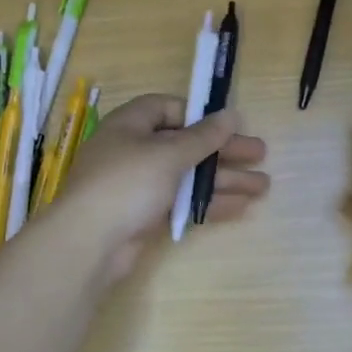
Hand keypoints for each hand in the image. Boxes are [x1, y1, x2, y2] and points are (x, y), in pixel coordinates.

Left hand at [58, 94, 269, 280]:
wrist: (89, 243)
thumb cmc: (128, 183)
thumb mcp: (169, 154)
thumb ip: (203, 136)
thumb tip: (231, 114)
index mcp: (131, 125)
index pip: (168, 108)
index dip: (199, 114)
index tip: (228, 124)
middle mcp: (134, 150)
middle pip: (186, 144)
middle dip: (223, 151)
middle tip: (260, 154)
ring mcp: (139, 185)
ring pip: (188, 176)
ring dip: (224, 179)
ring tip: (263, 186)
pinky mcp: (144, 215)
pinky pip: (182, 202)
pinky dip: (208, 202)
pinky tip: (240, 207)